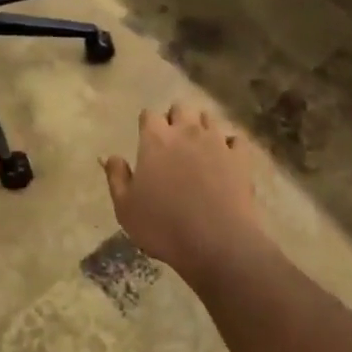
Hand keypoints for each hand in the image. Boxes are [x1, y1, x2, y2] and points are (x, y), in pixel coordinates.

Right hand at [102, 104, 268, 282]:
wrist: (217, 243)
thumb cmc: (163, 226)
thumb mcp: (125, 207)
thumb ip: (117, 177)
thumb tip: (111, 156)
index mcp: (155, 140)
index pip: (149, 115)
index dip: (147, 125)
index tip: (147, 140)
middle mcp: (186, 131)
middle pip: (181, 108)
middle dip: (175, 119)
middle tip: (172, 142)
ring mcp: (217, 142)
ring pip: (209, 119)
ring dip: (202, 128)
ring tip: (199, 148)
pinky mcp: (241, 157)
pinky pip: (236, 139)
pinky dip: (230, 145)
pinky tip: (226, 159)